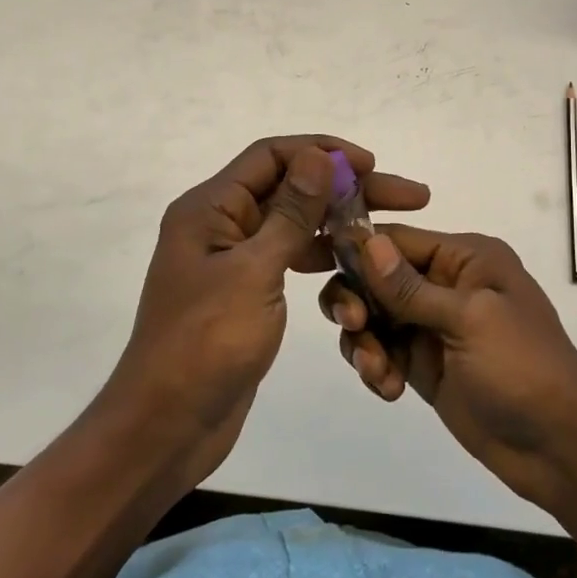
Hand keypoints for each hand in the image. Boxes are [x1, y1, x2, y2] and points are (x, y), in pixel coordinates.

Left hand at [104, 136, 429, 486]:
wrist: (167, 426)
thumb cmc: (206, 344)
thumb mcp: (254, 272)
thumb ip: (290, 213)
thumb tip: (318, 156)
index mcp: (211, 208)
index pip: (271, 156)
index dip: (323, 151)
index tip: (372, 165)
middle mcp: (221, 224)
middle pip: (291, 188)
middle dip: (347, 187)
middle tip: (410, 196)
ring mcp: (233, 258)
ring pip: (295, 223)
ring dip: (339, 222)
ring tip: (390, 230)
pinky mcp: (246, 290)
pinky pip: (290, 257)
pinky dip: (322, 255)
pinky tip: (356, 263)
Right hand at [319, 226, 576, 507]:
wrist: (557, 448)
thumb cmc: (521, 368)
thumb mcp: (469, 319)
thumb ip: (410, 287)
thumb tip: (367, 241)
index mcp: (466, 258)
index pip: (398, 239)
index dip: (359, 249)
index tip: (318, 264)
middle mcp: (446, 283)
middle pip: (376, 276)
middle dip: (357, 299)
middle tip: (355, 326)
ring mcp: (432, 325)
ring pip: (372, 315)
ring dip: (363, 341)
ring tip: (377, 372)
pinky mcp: (423, 364)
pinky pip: (381, 351)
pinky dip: (374, 367)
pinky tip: (389, 390)